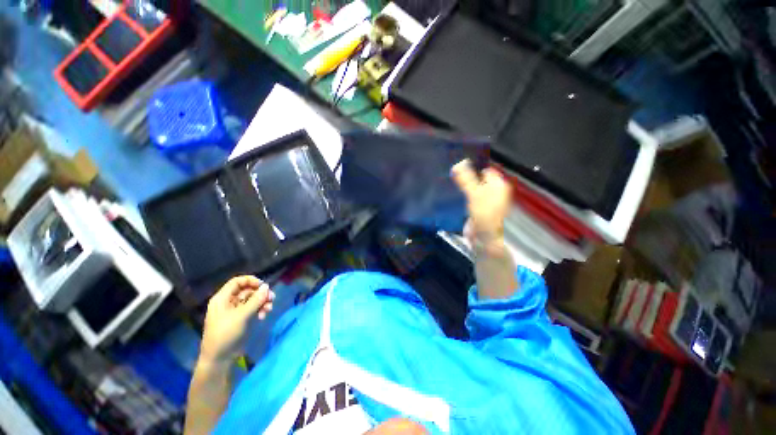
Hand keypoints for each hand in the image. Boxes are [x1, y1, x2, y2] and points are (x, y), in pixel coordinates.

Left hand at [200, 276, 274, 363]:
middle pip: (247, 290)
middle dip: (260, 294)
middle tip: (272, 298)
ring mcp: (235, 311)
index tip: (263, 286)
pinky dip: (260, 309)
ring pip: (252, 299)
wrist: (220, 358)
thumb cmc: (226, 334)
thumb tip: (267, 286)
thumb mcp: (241, 316)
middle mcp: (228, 302)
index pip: (237, 282)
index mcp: (222, 298)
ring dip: (262, 302)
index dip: (251, 281)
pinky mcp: (241, 318)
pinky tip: (263, 316)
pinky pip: (253, 308)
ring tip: (269, 309)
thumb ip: (255, 300)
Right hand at [452, 159, 511, 252]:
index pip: (484, 169)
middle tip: (451, 174)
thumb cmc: (483, 214)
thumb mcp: (474, 193)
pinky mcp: (478, 208)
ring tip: (450, 182)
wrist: (484, 238)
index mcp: (498, 184)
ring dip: (463, 186)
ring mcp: (486, 200)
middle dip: (466, 177)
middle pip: (478, 178)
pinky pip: (469, 197)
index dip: (472, 167)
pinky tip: (454, 194)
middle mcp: (494, 190)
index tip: (457, 165)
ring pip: (473, 188)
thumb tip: (458, 163)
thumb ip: (466, 179)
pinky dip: (463, 195)